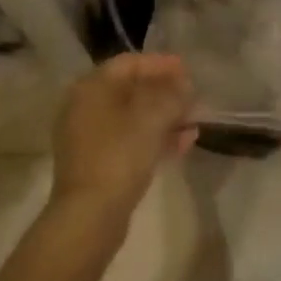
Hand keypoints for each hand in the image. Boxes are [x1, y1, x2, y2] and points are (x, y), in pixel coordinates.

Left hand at [50, 53, 196, 223]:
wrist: (90, 217)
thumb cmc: (120, 154)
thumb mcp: (153, 117)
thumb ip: (173, 94)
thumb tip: (184, 85)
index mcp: (92, 87)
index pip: (130, 63)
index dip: (161, 64)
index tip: (188, 70)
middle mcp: (85, 107)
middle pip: (132, 90)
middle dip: (165, 93)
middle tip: (193, 97)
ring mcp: (89, 138)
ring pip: (133, 118)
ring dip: (165, 117)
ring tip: (194, 121)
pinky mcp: (97, 165)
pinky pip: (130, 141)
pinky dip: (155, 138)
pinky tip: (184, 143)